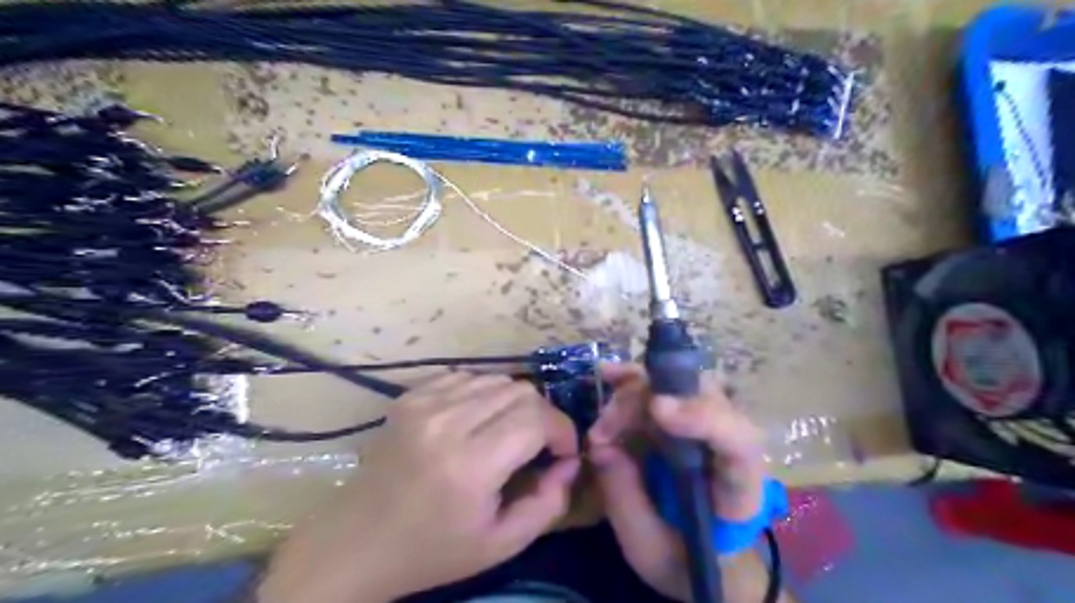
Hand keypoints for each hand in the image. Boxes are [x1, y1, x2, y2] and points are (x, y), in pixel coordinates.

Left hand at [258, 373, 579, 602]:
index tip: (562, 452)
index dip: (562, 430)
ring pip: (496, 379)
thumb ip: (548, 504)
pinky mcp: (409, 396)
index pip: (537, 418)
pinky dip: (484, 395)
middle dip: (543, 416)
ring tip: (508, 433)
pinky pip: (467, 378)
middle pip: (520, 391)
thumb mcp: (500, 544)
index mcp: (470, 466)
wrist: (356, 542)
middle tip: (539, 444)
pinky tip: (477, 421)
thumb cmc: (431, 551)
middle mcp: (446, 423)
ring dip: (515, 404)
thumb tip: (570, 461)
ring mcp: (423, 403)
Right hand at [587, 364, 763, 600]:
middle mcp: (732, 444)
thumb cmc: (685, 561)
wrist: (707, 559)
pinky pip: (664, 387)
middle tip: (603, 430)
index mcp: (739, 490)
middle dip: (645, 403)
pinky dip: (635, 380)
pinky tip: (609, 375)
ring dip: (633, 395)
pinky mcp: (687, 419)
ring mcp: (711, 425)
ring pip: (679, 385)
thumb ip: (625, 501)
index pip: (738, 443)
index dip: (702, 417)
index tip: (657, 409)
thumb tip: (600, 446)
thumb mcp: (650, 549)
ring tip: (601, 427)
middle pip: (701, 398)